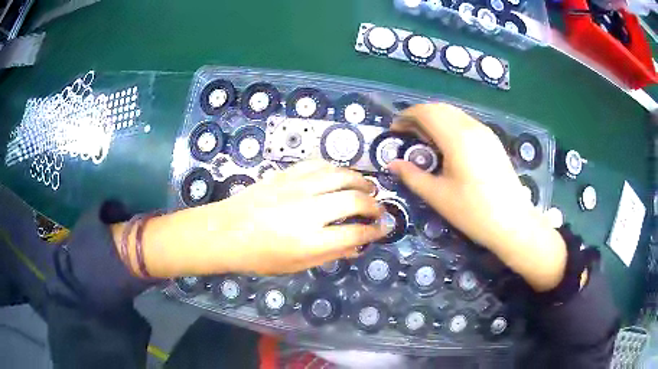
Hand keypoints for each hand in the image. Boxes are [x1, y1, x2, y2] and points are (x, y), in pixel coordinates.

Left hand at [138, 161, 389, 276]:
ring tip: (367, 189)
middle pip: (355, 200)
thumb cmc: (259, 256)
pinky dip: (337, 169)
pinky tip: (341, 176)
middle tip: (378, 210)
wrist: (226, 231)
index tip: (382, 230)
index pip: (355, 233)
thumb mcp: (296, 265)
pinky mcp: (287, 174)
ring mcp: (297, 188)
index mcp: (309, 241)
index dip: (375, 232)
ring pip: (341, 175)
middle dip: (374, 205)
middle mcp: (308, 211)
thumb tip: (357, 245)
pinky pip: (320, 164)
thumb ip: (330, 253)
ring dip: (360, 182)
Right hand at [388, 104, 565, 290]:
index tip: (395, 130)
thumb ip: (412, 176)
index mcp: (457, 138)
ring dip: (435, 119)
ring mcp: (485, 132)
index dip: (406, 117)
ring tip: (425, 140)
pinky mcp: (493, 140)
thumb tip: (392, 164)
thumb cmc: (474, 212)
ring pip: (454, 113)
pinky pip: (466, 122)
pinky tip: (447, 145)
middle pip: (440, 108)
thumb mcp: (438, 196)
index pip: (426, 112)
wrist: (512, 222)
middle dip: (419, 115)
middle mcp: (472, 127)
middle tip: (407, 134)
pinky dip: (450, 125)